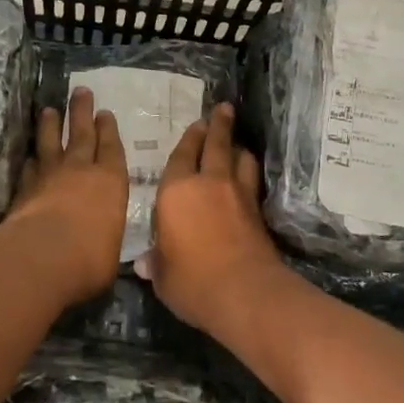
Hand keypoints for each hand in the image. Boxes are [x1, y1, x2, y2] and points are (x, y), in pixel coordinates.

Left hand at [4, 87, 129, 305]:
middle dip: (81, 111)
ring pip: (50, 143)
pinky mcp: (24, 190)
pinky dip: (31, 160)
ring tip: (48, 110)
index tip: (104, 113)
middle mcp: (80, 171)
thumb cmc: (90, 257)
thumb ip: (106, 240)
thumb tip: (103, 248)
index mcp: (111, 182)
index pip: (111, 148)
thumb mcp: (111, 252)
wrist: (42, 256)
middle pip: (81, 133)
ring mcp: (49, 177)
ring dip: (50, 125)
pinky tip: (30, 156)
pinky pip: (29, 167)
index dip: (108, 130)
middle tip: (80, 91)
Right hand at [137, 102, 286, 333]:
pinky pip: (252, 181)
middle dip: (218, 126)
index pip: (181, 157)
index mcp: (176, 192)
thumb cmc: (192, 281)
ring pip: (240, 159)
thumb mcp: (163, 276)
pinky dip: (249, 173)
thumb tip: (145, 264)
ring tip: (237, 142)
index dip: (188, 139)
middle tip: (223, 110)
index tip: (196, 124)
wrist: (244, 293)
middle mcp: (208, 183)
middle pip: (215, 145)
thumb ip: (156, 263)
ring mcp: (238, 195)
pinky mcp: (258, 212)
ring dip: (238, 147)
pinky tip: (248, 177)